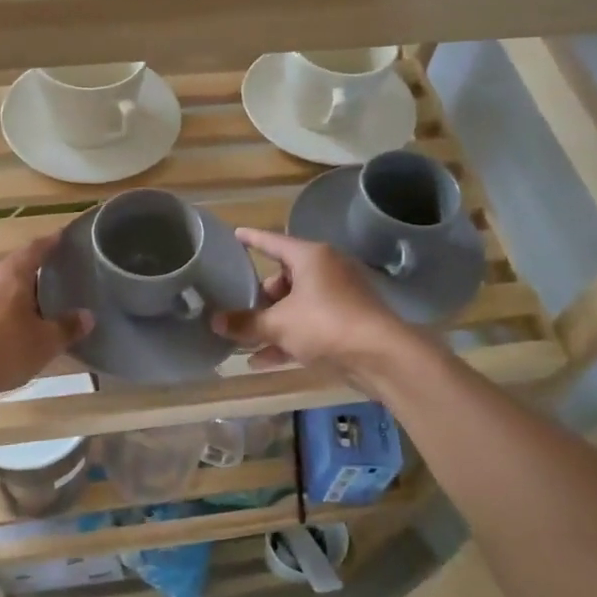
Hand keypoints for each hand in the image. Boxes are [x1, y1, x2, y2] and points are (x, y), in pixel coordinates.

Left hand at [0, 235, 90, 400]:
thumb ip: (67, 327)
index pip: (37, 248)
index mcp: (12, 272)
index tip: (64, 237)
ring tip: (37, 306)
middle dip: (35, 273)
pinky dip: (2, 311)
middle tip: (57, 280)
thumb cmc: (3, 348)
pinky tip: (12, 328)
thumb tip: (88, 316)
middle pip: (16, 266)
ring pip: (0, 287)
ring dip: (17, 294)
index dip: (52, 242)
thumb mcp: (45, 342)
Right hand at [213, 229, 420, 383]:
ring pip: (296, 306)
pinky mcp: (346, 324)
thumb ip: (245, 323)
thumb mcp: (278, 324)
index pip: (273, 241)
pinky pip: (308, 326)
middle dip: (261, 298)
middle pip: (284, 278)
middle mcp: (326, 271)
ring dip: (271, 323)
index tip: (235, 235)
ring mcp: (339, 298)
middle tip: (239, 312)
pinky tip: (262, 361)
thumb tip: (215, 321)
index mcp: (311, 258)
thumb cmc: (326, 324)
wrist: (381, 356)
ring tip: (243, 339)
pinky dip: (287, 339)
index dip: (252, 239)